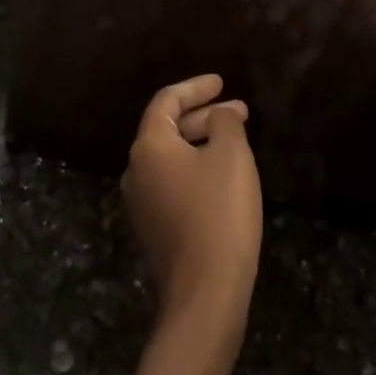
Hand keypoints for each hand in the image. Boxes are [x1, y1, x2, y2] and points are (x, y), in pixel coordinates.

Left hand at [122, 75, 262, 351]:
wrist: (204, 292)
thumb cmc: (219, 213)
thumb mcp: (231, 156)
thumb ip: (224, 122)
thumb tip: (218, 115)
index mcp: (148, 147)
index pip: (166, 101)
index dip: (195, 87)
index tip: (221, 82)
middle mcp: (135, 170)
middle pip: (167, 128)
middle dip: (203, 115)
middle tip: (239, 112)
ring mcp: (140, 202)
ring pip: (171, 157)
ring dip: (201, 142)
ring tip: (236, 140)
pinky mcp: (153, 228)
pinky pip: (172, 182)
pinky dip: (196, 167)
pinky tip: (222, 175)